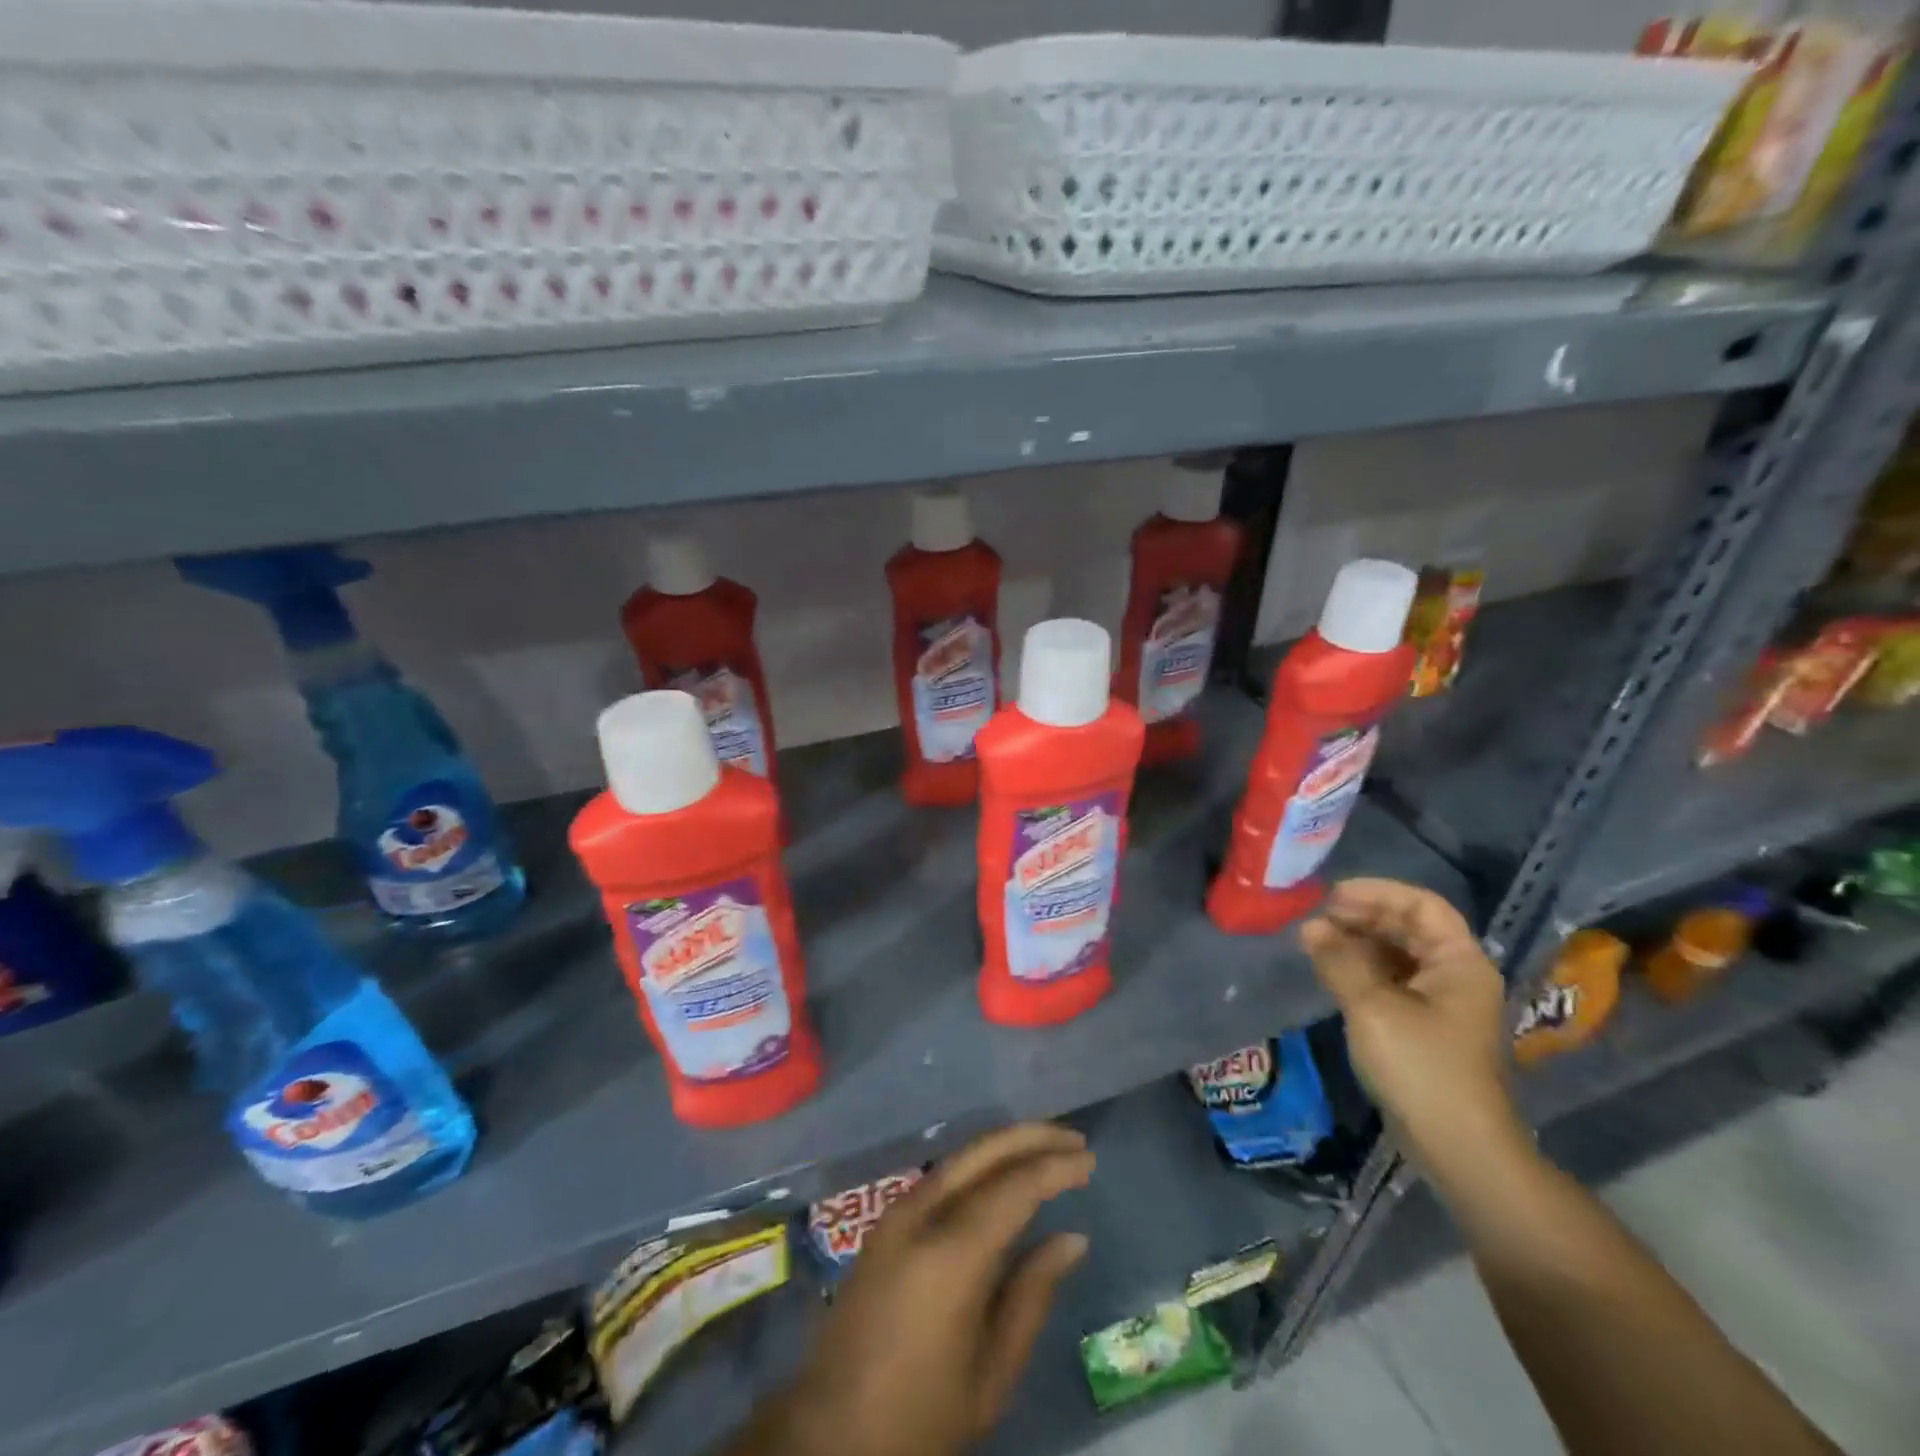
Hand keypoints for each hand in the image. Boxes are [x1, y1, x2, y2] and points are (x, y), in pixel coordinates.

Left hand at [746, 1123, 1093, 1455]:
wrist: (829, 1433)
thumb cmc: (920, 1416)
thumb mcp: (990, 1374)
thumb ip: (1032, 1295)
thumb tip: (1072, 1238)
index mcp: (950, 1256)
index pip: (1013, 1187)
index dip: (1055, 1168)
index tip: (1090, 1161)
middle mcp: (920, 1217)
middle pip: (982, 1153)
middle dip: (1031, 1137)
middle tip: (1074, 1139)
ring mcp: (896, 1214)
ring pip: (959, 1158)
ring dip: (1005, 1145)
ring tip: (1047, 1147)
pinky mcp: (885, 1223)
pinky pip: (942, 1177)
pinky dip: (980, 1165)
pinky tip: (1002, 1175)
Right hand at [1301, 878, 1528, 1187]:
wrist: (1459, 1148)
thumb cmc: (1422, 1068)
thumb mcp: (1372, 1008)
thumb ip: (1339, 961)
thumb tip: (1310, 927)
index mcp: (1459, 962)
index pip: (1421, 905)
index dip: (1377, 893)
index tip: (1331, 896)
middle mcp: (1455, 975)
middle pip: (1409, 927)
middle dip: (1362, 917)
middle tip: (1316, 919)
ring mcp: (1442, 1003)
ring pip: (1398, 954)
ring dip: (1358, 943)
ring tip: (1315, 942)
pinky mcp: (1425, 1027)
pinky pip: (1392, 981)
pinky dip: (1361, 969)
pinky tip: (1332, 971)